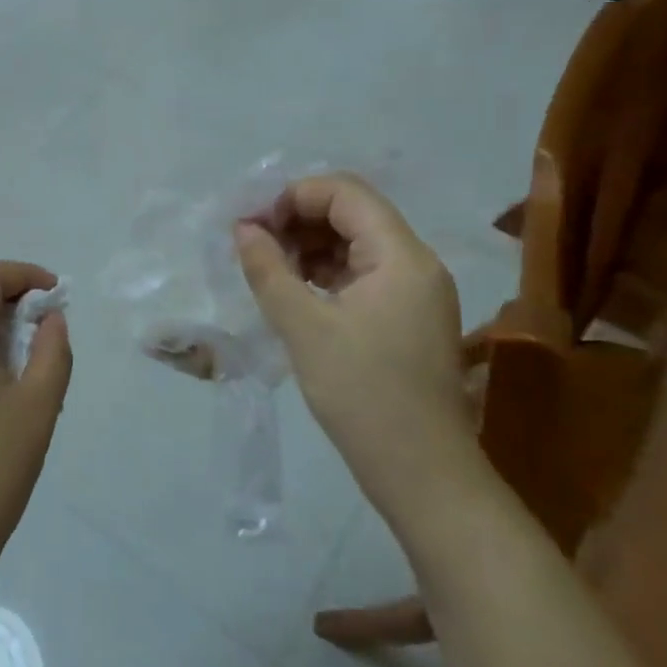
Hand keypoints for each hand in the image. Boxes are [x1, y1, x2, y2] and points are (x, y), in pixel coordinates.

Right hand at [234, 175, 474, 515]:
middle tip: (252, 245)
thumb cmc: (363, 395)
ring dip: (309, 246)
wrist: (422, 474)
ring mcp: (414, 292)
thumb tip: (243, 229)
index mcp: (401, 256)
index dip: (293, 196)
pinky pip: (361, 274)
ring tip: (267, 269)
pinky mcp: (406, 317)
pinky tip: (293, 291)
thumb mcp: (304, 328)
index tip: (251, 224)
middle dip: (297, 219)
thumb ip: (269, 270)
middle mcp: (415, 263)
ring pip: (355, 243)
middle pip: (352, 213)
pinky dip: (324, 273)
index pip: (345, 193)